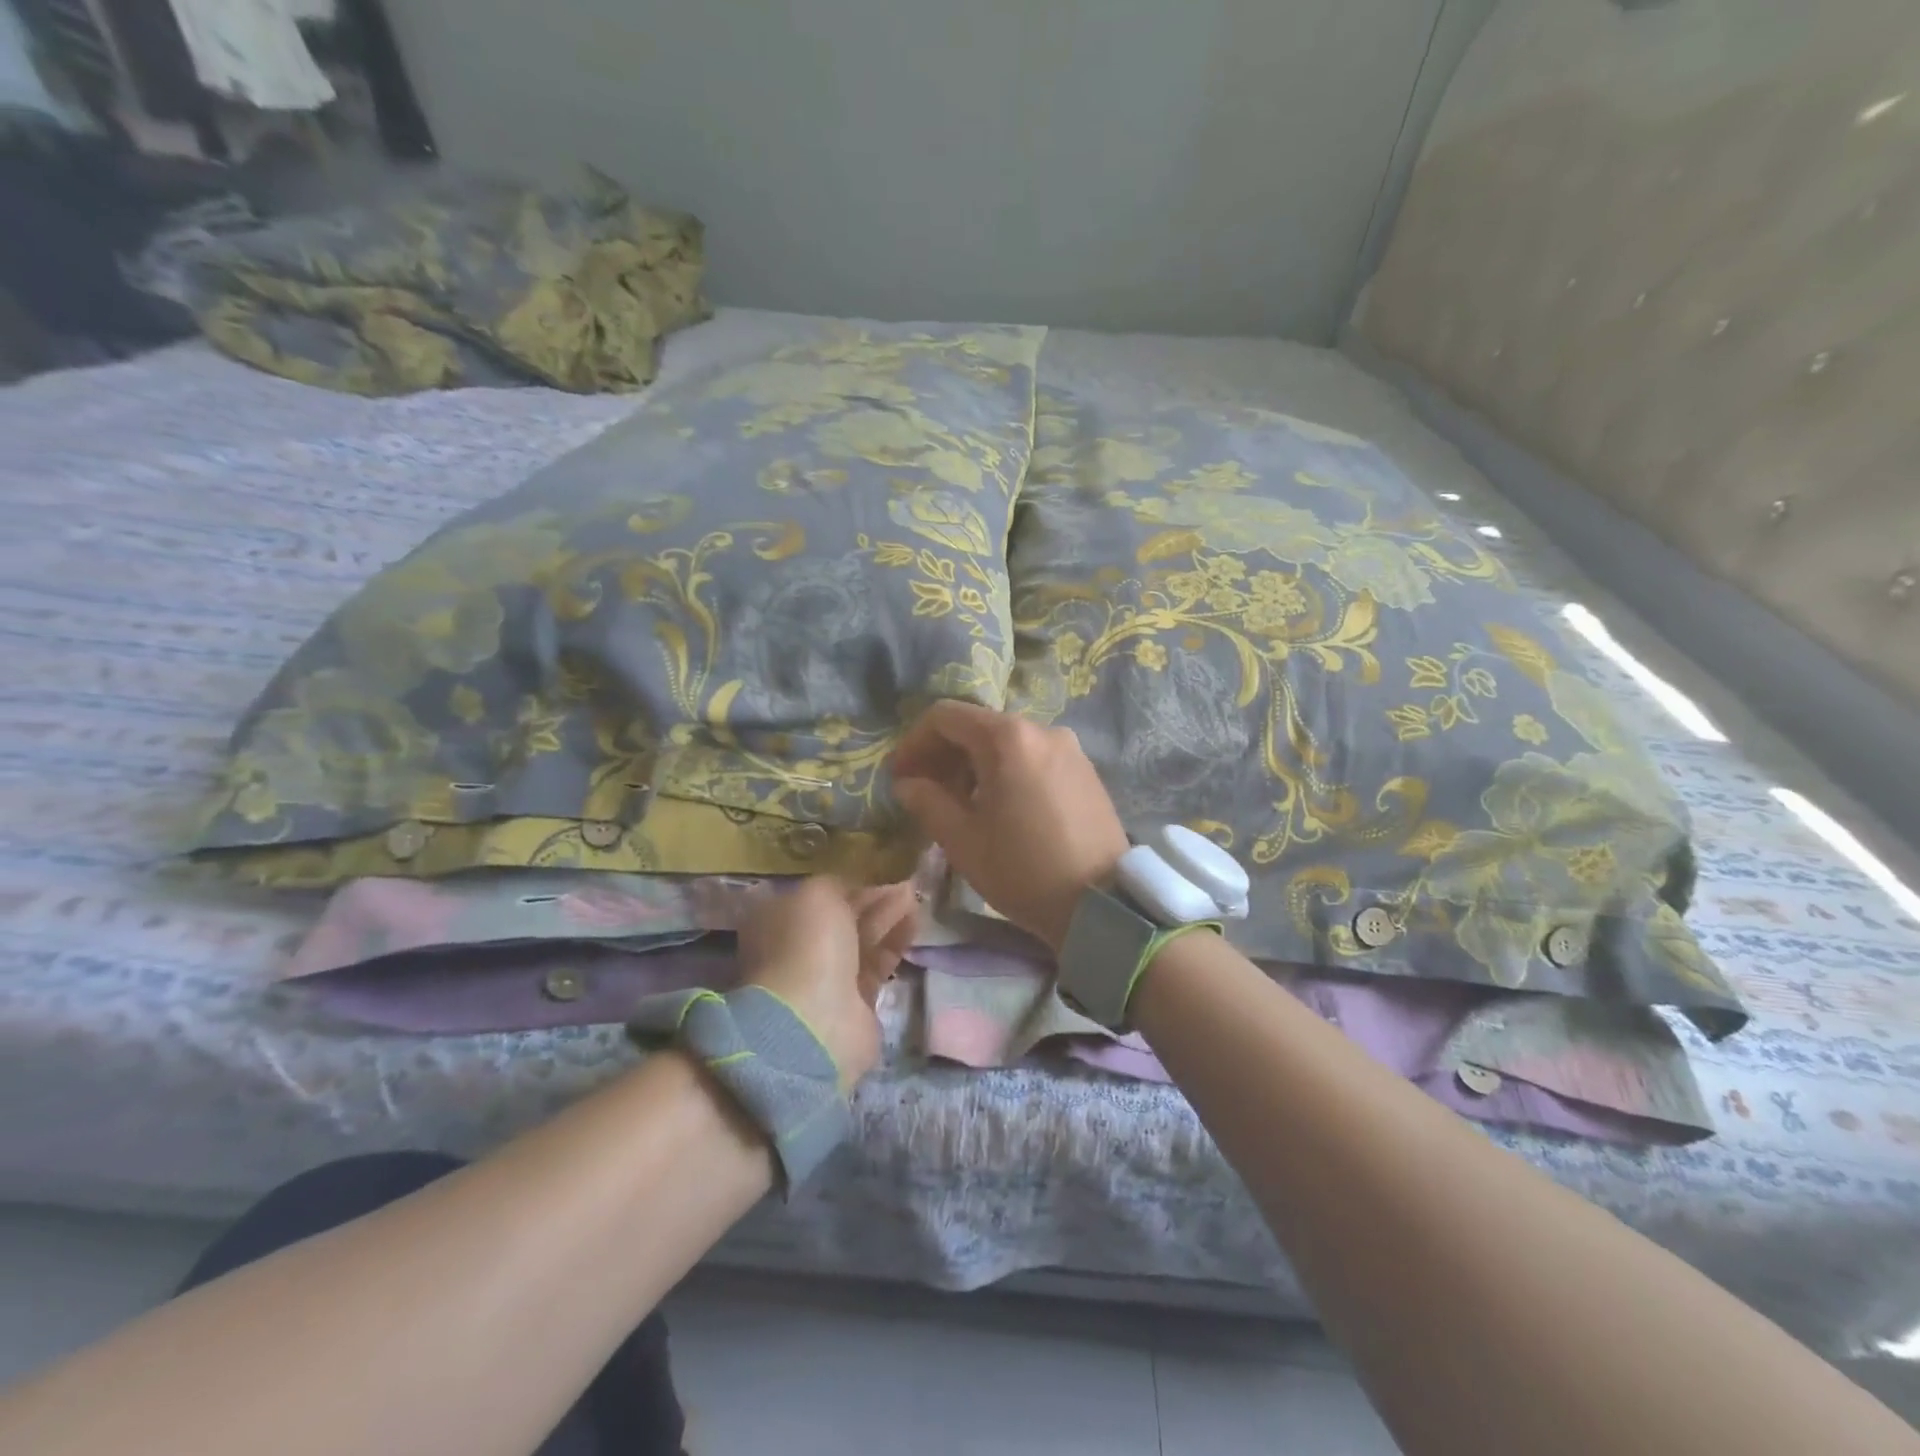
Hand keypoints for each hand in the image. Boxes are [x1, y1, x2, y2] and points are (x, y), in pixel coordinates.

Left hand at [736, 877, 917, 1090]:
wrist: (816, 1021)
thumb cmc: (808, 945)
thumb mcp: (817, 895)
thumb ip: (836, 885)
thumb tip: (854, 891)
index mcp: (777, 923)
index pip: (816, 898)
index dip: (846, 885)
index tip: (875, 873)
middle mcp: (799, 950)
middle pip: (842, 919)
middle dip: (872, 901)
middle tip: (904, 886)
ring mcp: (826, 978)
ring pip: (862, 940)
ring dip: (888, 919)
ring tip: (915, 899)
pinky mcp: (856, 1002)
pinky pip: (878, 964)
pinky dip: (895, 943)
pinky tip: (914, 924)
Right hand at [891, 701, 1129, 950]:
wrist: (1102, 903)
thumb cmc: (1022, 870)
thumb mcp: (962, 839)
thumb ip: (927, 801)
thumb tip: (907, 783)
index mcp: (1008, 738)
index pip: (945, 716)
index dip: (914, 742)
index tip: (900, 776)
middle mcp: (1041, 729)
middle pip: (978, 726)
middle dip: (944, 753)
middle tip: (924, 791)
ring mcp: (1069, 747)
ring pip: (1007, 742)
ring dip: (974, 764)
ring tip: (960, 803)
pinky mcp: (1085, 769)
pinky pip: (1033, 756)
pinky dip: (1007, 770)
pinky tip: (1000, 806)